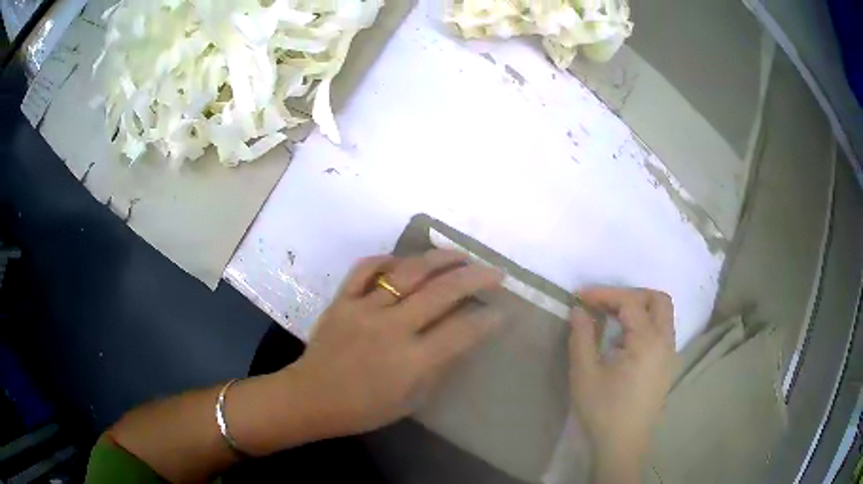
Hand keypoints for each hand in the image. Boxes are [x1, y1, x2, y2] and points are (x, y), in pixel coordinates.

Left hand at [289, 250, 503, 437]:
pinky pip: (364, 269)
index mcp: (412, 360)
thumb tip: (458, 340)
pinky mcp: (342, 300)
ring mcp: (364, 308)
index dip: (488, 320)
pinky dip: (384, 260)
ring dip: (439, 259)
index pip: (462, 331)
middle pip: (443, 292)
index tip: (502, 312)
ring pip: (408, 272)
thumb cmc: (363, 409)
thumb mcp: (410, 401)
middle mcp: (392, 327)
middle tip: (494, 273)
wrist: (311, 398)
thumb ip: (437, 368)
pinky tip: (400, 261)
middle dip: (476, 278)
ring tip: (459, 255)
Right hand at [568, 287, 678, 480]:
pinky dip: (645, 324)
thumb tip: (578, 310)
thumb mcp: (585, 374)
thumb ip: (582, 337)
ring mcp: (670, 355)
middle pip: (658, 300)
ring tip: (611, 318)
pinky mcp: (667, 367)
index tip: (580, 297)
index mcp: (648, 342)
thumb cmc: (603, 411)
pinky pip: (662, 332)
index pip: (631, 302)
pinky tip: (624, 340)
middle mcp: (666, 343)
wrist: (622, 445)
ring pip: (663, 316)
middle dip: (631, 295)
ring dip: (640, 308)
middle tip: (604, 303)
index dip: (605, 294)